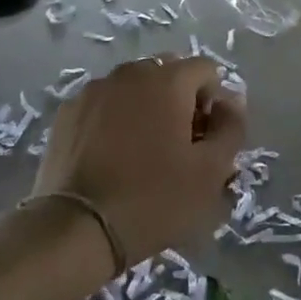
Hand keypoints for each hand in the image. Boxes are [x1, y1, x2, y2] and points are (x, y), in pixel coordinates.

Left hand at [31, 56, 245, 270]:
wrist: (76, 228)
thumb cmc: (154, 199)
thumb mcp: (210, 171)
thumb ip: (231, 127)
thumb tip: (232, 101)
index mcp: (168, 79)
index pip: (206, 70)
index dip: (214, 103)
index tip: (205, 140)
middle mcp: (131, 72)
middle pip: (169, 74)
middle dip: (180, 101)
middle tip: (178, 147)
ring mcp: (94, 89)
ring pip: (134, 88)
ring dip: (146, 108)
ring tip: (142, 153)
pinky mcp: (68, 112)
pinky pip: (104, 104)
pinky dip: (114, 120)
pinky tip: (111, 157)